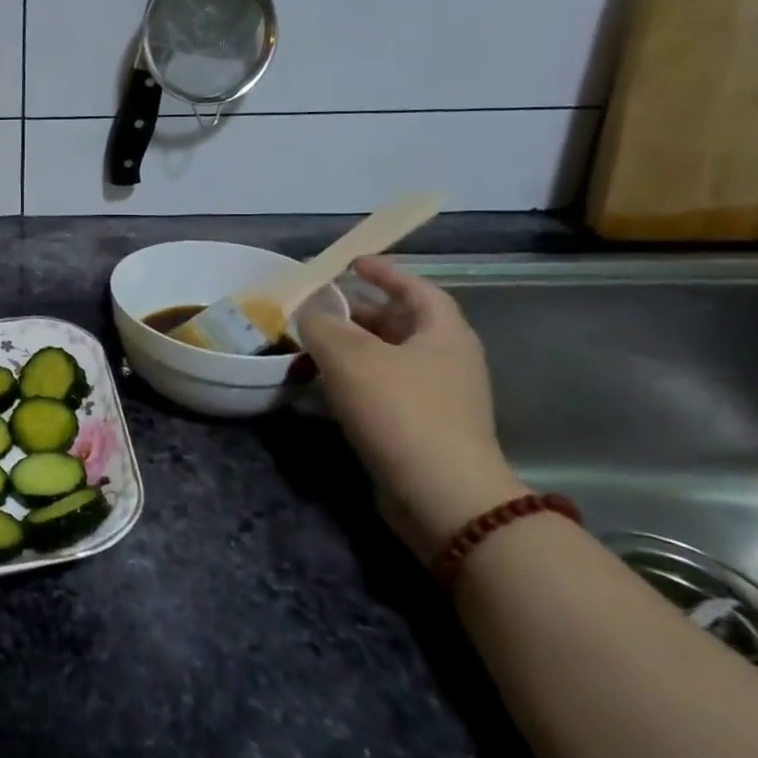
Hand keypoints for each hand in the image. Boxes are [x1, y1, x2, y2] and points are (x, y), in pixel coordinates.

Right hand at [297, 257, 527, 560]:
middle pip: (403, 323)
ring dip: (355, 346)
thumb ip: (321, 325)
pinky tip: (328, 384)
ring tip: (315, 342)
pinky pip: (387, 388)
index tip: (353, 262)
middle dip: (362, 310)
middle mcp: (448, 361)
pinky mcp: (424, 429)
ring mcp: (440, 398)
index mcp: (444, 334)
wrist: (441, 495)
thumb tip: (309, 313)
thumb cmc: (400, 410)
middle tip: (322, 305)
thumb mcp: (349, 356)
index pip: (417, 289)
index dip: (386, 272)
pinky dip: (358, 377)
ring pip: (392, 358)